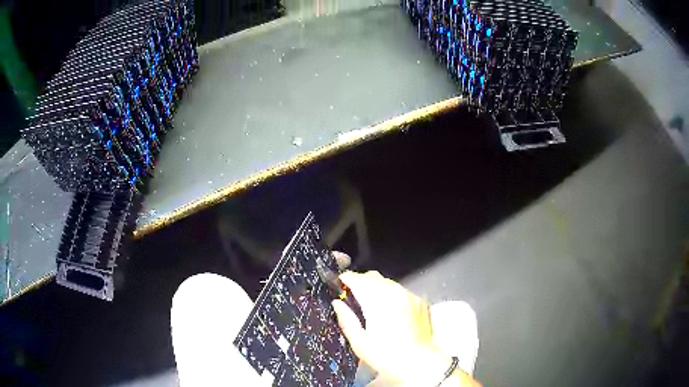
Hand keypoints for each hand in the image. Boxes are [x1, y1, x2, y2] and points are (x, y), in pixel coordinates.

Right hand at [332, 270, 452, 385]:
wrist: (419, 363)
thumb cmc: (385, 355)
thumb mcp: (360, 342)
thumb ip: (347, 319)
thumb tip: (337, 303)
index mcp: (376, 302)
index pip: (358, 280)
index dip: (346, 279)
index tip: (339, 285)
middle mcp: (394, 293)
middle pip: (373, 277)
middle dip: (361, 282)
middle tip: (353, 296)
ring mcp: (409, 295)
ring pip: (388, 282)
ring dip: (377, 287)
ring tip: (372, 303)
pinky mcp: (420, 301)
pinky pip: (401, 291)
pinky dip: (392, 294)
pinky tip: (391, 310)